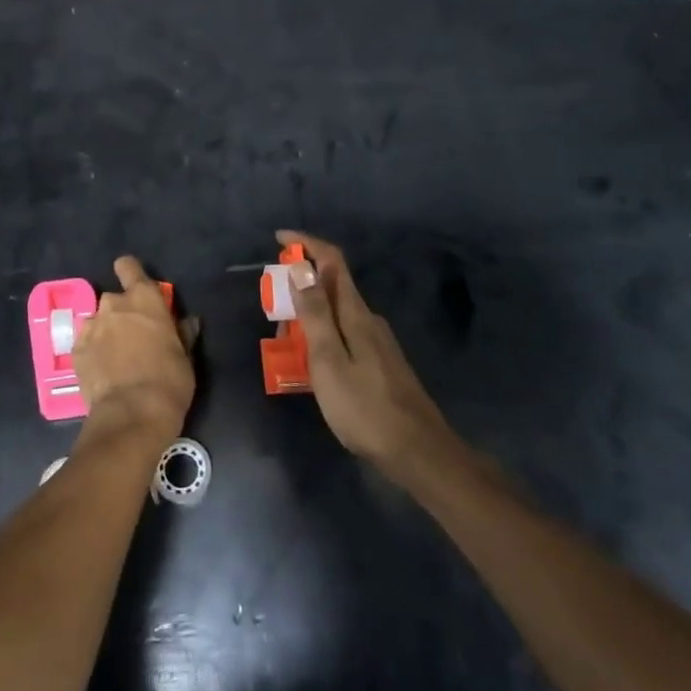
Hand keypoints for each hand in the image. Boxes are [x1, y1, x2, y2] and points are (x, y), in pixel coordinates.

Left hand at [71, 256, 194, 443]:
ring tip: (115, 358)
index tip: (136, 289)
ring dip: (105, 332)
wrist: (132, 414)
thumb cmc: (169, 380)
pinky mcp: (75, 351)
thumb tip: (188, 321)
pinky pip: (85, 343)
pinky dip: (92, 352)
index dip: (130, 273)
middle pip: (113, 298)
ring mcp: (91, 327)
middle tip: (132, 337)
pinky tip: (102, 371)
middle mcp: (113, 305)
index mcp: (144, 299)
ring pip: (97, 321)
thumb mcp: (185, 356)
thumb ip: (182, 333)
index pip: (128, 266)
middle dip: (121, 313)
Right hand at [276, 230, 453, 480]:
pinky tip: (312, 367)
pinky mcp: (379, 363)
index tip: (279, 238)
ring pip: (336, 315)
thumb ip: (314, 313)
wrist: (417, 451)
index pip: (333, 261)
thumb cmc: (364, 408)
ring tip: (286, 348)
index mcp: (355, 313)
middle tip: (274, 315)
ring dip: (308, 318)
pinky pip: (343, 336)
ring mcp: (377, 342)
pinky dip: (321, 338)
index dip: (307, 244)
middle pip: (332, 287)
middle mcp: (368, 319)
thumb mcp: (328, 360)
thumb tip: (301, 266)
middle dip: (299, 289)